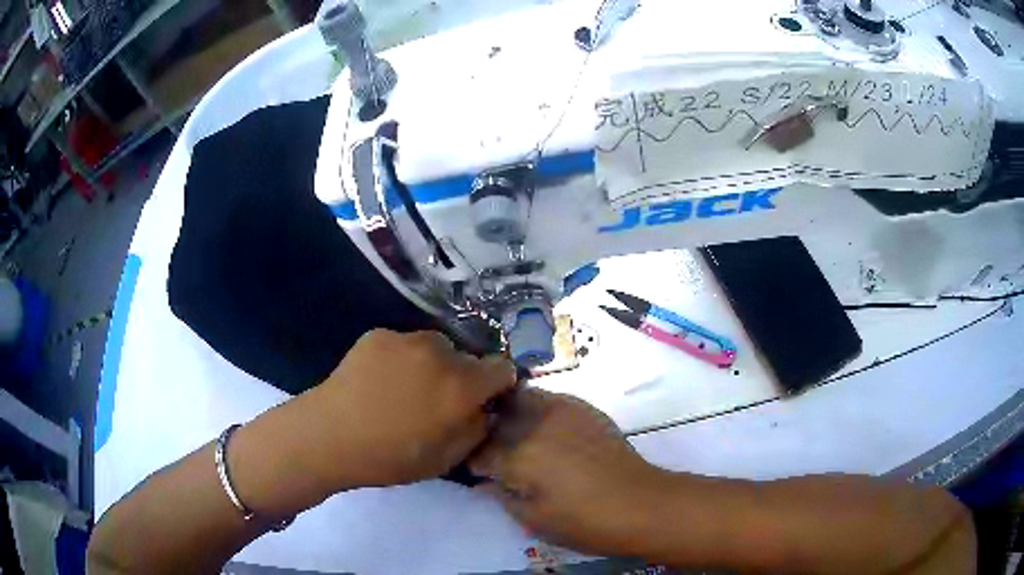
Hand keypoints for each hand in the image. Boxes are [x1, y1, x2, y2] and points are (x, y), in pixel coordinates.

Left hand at [294, 329, 515, 489]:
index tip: (482, 400)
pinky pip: (403, 344)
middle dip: (461, 377)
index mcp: (462, 386)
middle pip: (466, 358)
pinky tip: (379, 381)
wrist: (330, 436)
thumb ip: (477, 430)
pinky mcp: (378, 334)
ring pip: (435, 347)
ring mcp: (406, 339)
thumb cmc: (391, 457)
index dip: (496, 385)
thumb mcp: (447, 458)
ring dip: (432, 364)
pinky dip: (401, 359)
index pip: (502, 368)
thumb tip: (484, 410)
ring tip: (404, 389)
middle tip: (437, 401)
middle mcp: (440, 353)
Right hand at [470, 390, 667, 555]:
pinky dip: (537, 408)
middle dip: (487, 430)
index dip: (472, 460)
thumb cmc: (585, 522)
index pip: (480, 452)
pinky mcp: (584, 409)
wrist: (640, 504)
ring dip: (509, 411)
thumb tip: (486, 482)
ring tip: (511, 430)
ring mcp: (563, 412)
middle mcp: (536, 427)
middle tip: (489, 446)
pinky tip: (542, 427)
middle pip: (497, 417)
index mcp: (519, 459)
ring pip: (522, 397)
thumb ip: (503, 496)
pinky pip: (550, 399)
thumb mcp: (534, 520)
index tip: (474, 468)